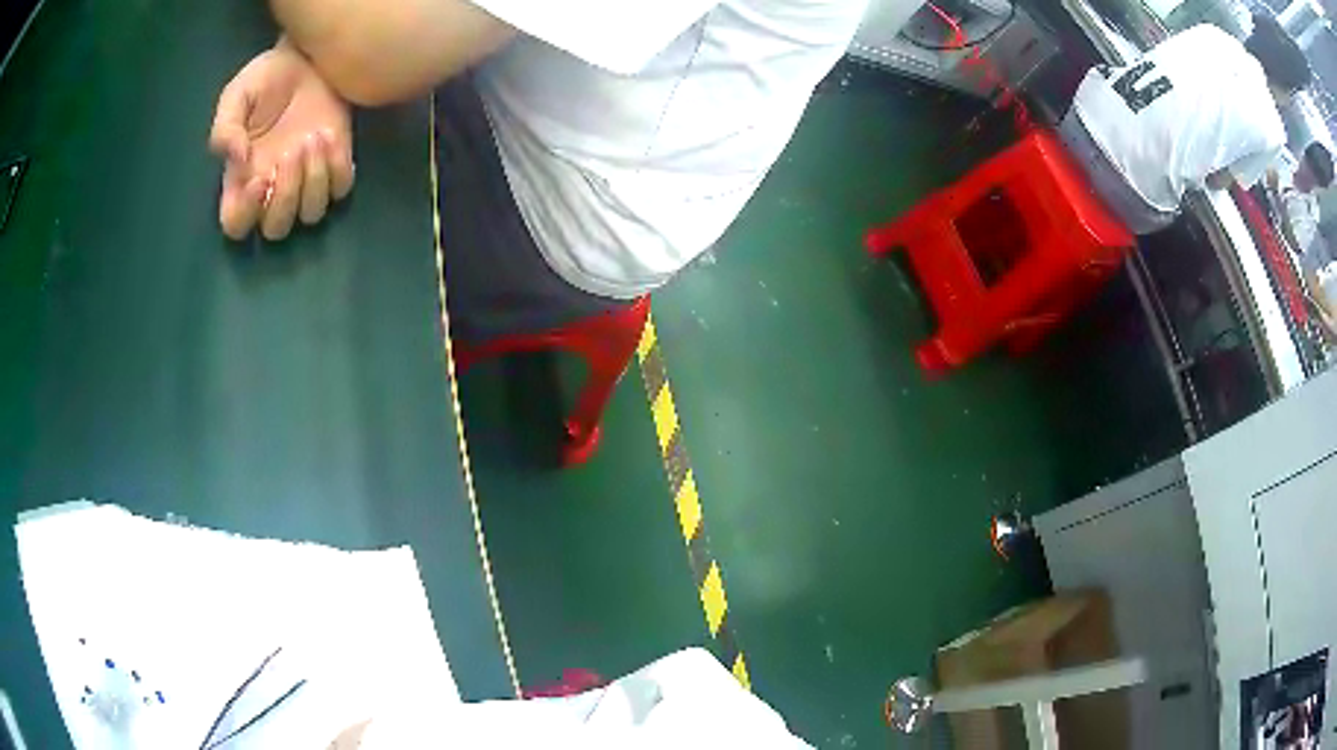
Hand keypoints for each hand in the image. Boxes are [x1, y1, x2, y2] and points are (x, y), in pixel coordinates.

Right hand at [211, 41, 354, 240]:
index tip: (259, 179)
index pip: (236, 225)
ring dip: (312, 180)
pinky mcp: (336, 162)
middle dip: (284, 197)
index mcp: (241, 179)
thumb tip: (236, 159)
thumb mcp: (237, 96)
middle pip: (276, 228)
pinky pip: (340, 189)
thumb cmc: (267, 78)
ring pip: (311, 214)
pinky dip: (337, 168)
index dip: (245, 215)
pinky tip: (329, 135)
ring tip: (312, 137)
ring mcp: (306, 179)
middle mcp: (272, 189)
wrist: (309, 55)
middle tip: (290, 151)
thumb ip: (225, 129)